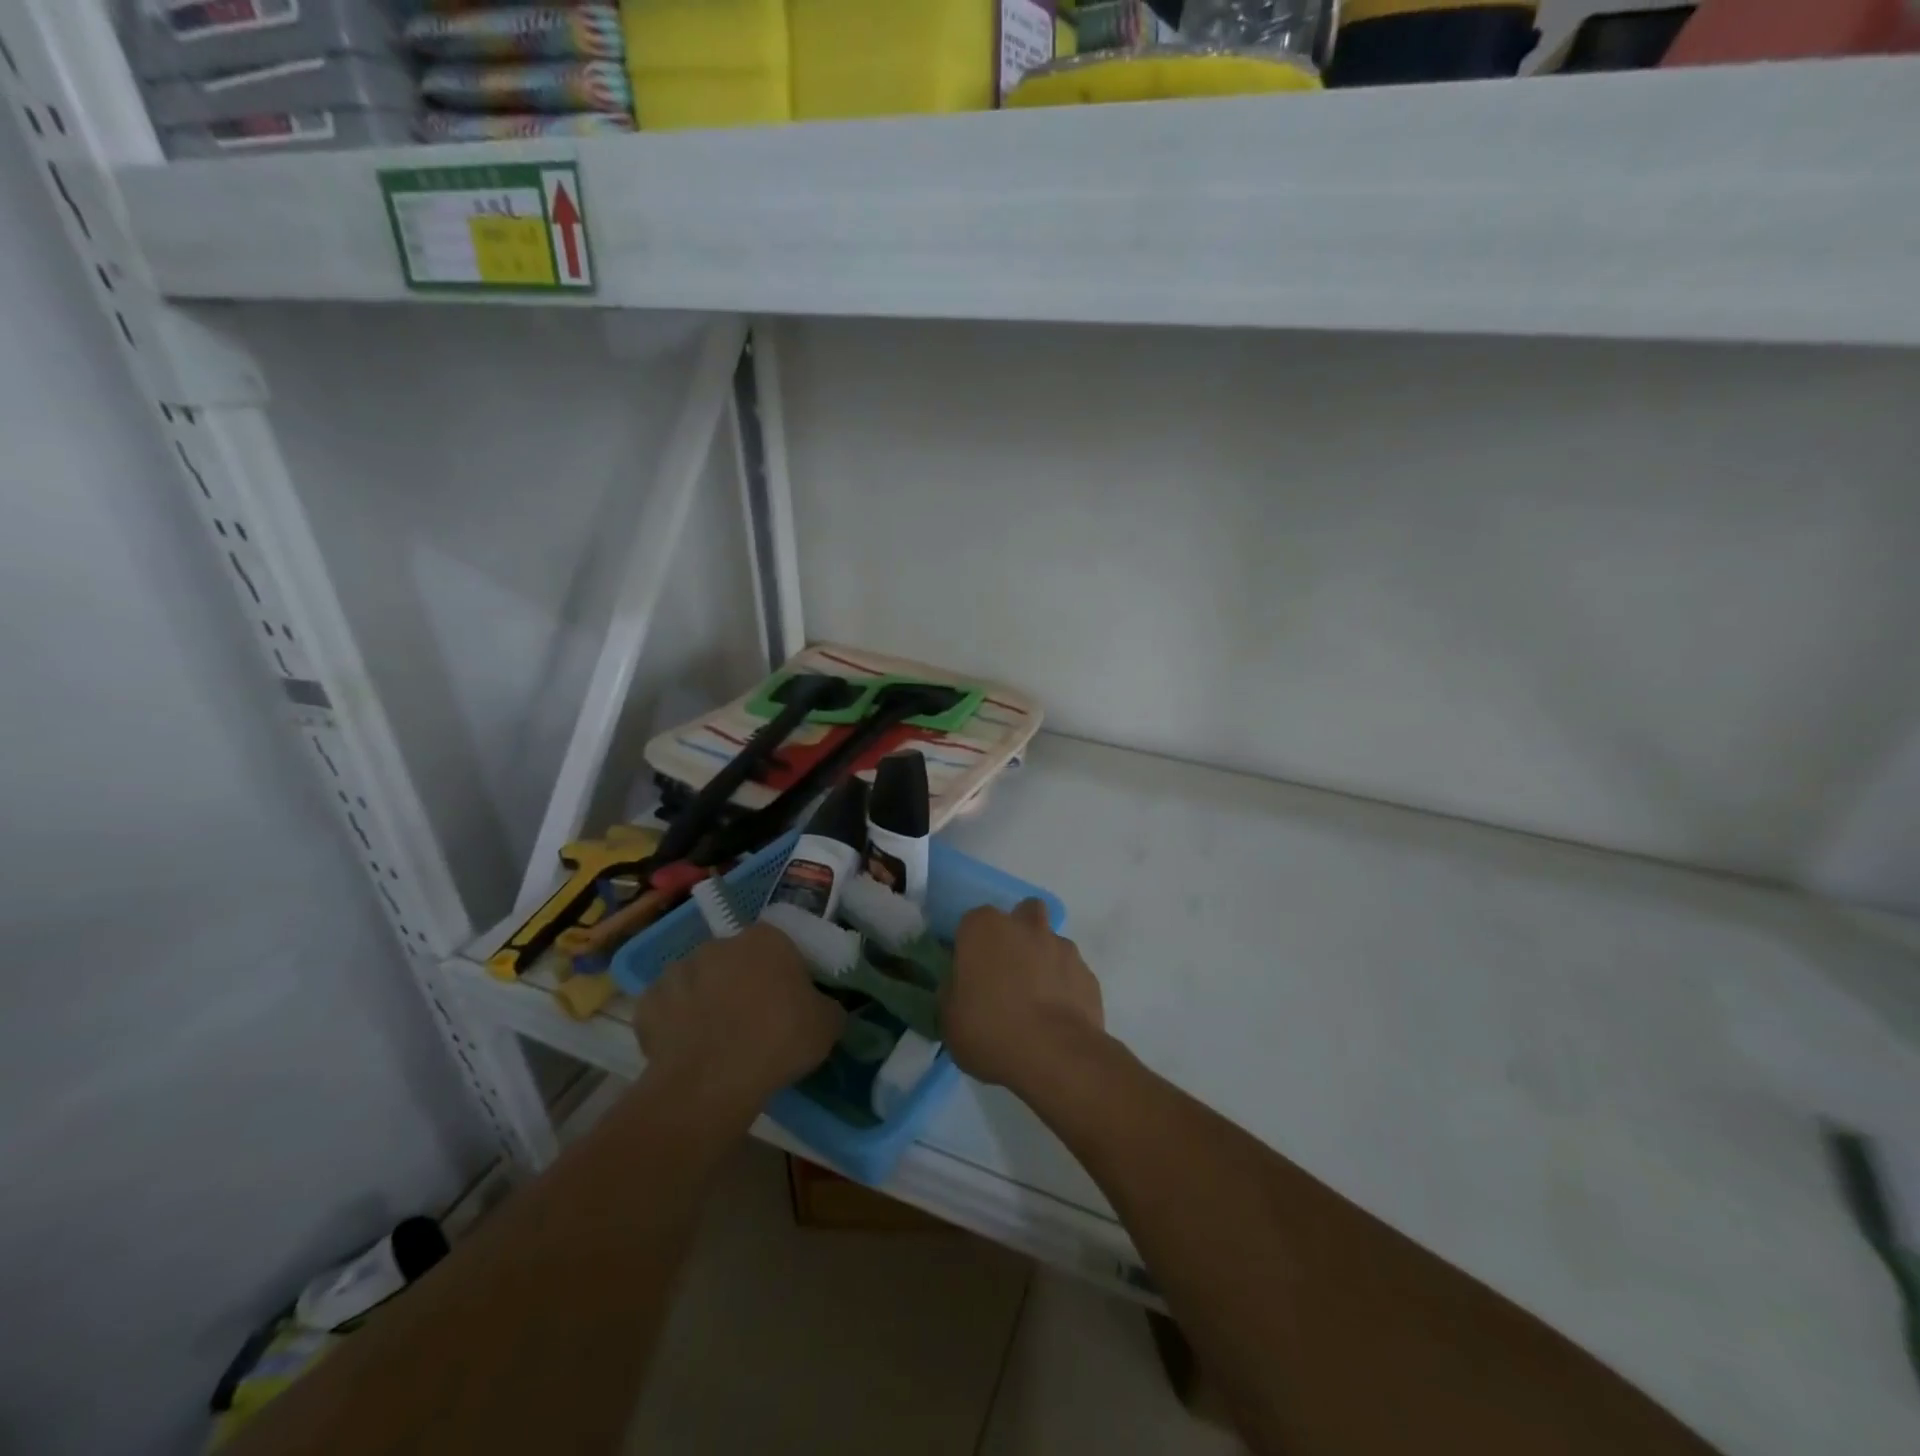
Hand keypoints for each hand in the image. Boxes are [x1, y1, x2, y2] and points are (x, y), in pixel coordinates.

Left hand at [635, 923, 844, 1115]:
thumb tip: (823, 1006)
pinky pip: (668, 1009)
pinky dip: (675, 1024)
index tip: (788, 1002)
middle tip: (754, 1020)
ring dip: (707, 1000)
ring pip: (699, 981)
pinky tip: (688, 1050)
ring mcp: (679, 971)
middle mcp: (720, 944)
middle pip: (736, 960)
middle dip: (742, 982)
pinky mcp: (648, 1003)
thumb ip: (827, 1006)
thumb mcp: (827, 1025)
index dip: (783, 974)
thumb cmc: (778, 1041)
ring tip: (717, 1038)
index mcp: (766, 939)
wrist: (711, 1082)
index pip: (778, 946)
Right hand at [941, 900, 1105, 1094]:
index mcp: (984, 928)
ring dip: (1042, 960)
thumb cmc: (991, 1031)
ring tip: (1036, 999)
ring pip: (1049, 941)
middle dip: (1016, 934)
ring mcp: (1062, 947)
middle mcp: (1025, 926)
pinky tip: (1057, 1016)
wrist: (1055, 1055)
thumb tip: (961, 986)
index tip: (969, 972)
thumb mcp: (950, 1019)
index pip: (971, 923)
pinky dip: (1064, 986)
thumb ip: (953, 992)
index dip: (970, 946)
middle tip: (1006, 971)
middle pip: (1021, 915)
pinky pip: (1071, 972)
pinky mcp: (1088, 973)